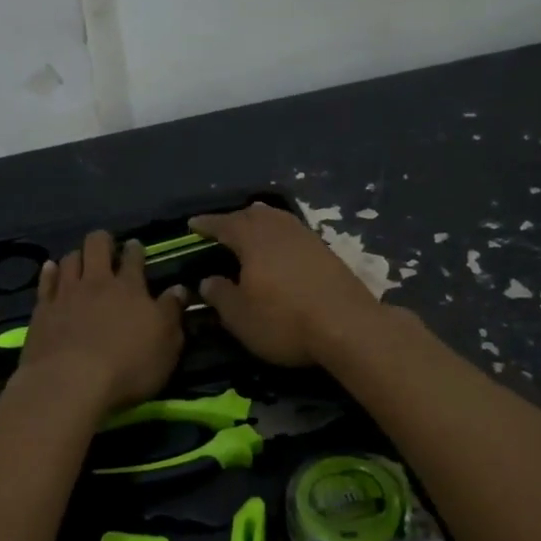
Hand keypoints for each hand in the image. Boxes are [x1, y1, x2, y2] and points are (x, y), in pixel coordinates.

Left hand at [14, 231, 186, 414]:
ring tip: (80, 260)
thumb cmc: (127, 365)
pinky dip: (49, 272)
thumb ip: (172, 313)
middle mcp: (97, 283)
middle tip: (106, 247)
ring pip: (70, 259)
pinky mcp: (43, 310)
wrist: (71, 383)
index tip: (135, 246)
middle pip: (97, 246)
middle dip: (102, 241)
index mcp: (129, 288)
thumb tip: (179, 289)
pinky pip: (45, 282)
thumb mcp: (166, 344)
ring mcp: (66, 294)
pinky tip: (51, 268)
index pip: (133, 258)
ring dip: (77, 256)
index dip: (135, 250)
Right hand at [188, 203, 388, 365]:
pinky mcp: (325, 250)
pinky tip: (280, 249)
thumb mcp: (240, 317)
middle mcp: (278, 229)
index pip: (223, 224)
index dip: (206, 224)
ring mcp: (305, 236)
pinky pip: (293, 231)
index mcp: (252, 238)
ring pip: (276, 219)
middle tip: (222, 228)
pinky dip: (279, 234)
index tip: (192, 223)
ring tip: (250, 231)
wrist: (348, 326)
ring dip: (260, 222)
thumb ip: (220, 295)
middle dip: (234, 219)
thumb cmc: (284, 320)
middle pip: (253, 214)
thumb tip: (208, 280)